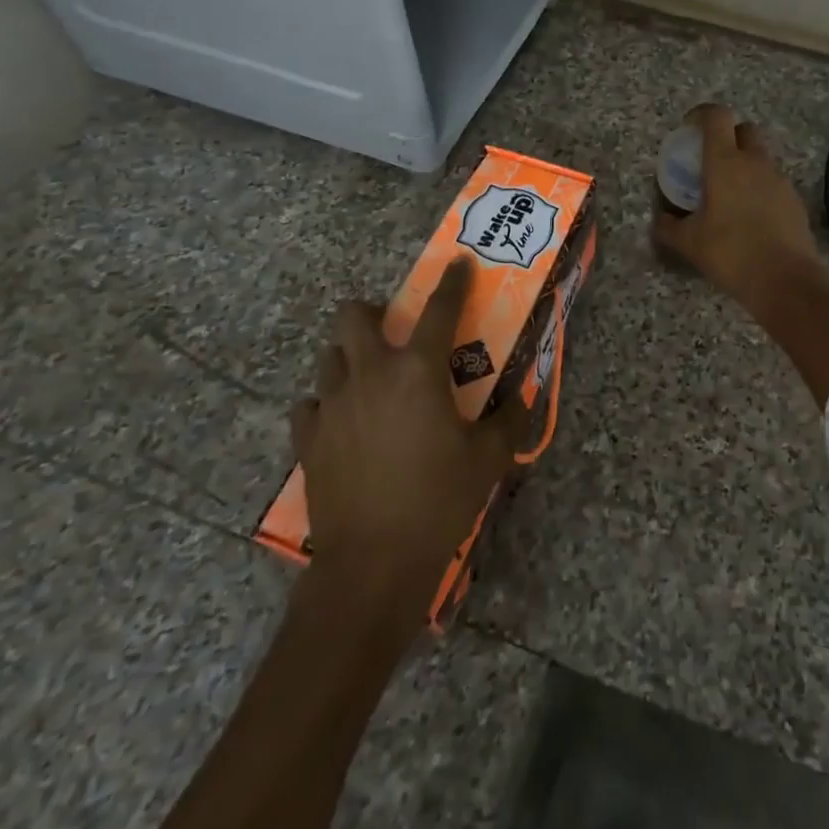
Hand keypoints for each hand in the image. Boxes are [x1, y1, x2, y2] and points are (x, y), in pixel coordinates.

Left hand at [288, 259, 526, 620]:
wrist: (373, 565)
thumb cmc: (439, 500)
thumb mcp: (489, 458)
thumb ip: (508, 418)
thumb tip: (520, 396)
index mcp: (418, 371)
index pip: (439, 309)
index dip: (452, 282)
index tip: (457, 263)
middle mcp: (370, 375)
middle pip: (354, 316)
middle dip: (373, 313)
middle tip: (395, 333)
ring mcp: (332, 405)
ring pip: (329, 357)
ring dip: (350, 358)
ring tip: (371, 380)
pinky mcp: (309, 440)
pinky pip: (310, 405)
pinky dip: (327, 404)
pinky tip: (344, 422)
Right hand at [653, 103, 828, 310]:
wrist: (786, 280)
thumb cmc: (731, 253)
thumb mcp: (689, 243)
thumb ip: (669, 227)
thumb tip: (660, 220)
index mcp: (725, 162)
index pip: (717, 116)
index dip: (702, 114)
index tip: (689, 128)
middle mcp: (755, 162)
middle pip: (745, 129)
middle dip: (728, 135)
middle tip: (712, 160)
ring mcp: (779, 179)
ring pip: (761, 156)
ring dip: (745, 163)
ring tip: (730, 193)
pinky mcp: (794, 199)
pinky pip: (773, 181)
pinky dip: (760, 187)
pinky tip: (751, 216)